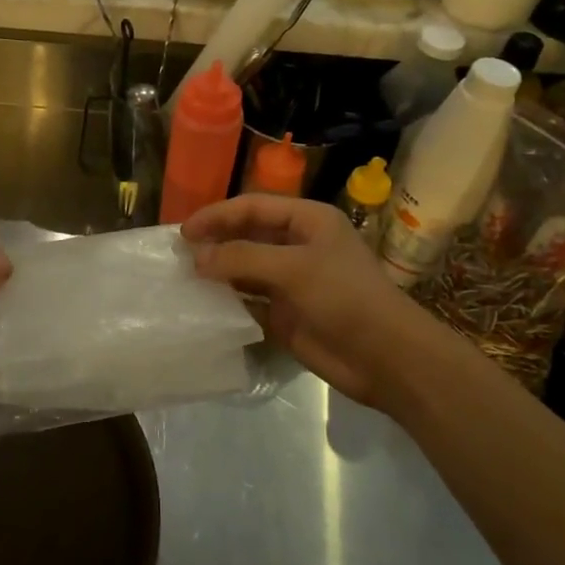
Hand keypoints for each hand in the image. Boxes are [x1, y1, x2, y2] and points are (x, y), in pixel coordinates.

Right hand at [181, 195, 437, 410]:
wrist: (385, 356)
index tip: (184, 232)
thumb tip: (197, 258)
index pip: (253, 207)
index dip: (218, 215)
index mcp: (308, 220)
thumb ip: (242, 258)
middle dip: (215, 241)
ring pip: (245, 268)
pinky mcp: (285, 313)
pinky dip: (227, 301)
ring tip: (183, 277)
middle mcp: (298, 245)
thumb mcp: (294, 268)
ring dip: (218, 271)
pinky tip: (202, 304)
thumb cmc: (345, 298)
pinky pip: (249, 301)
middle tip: (178, 254)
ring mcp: (291, 281)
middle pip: (247, 235)